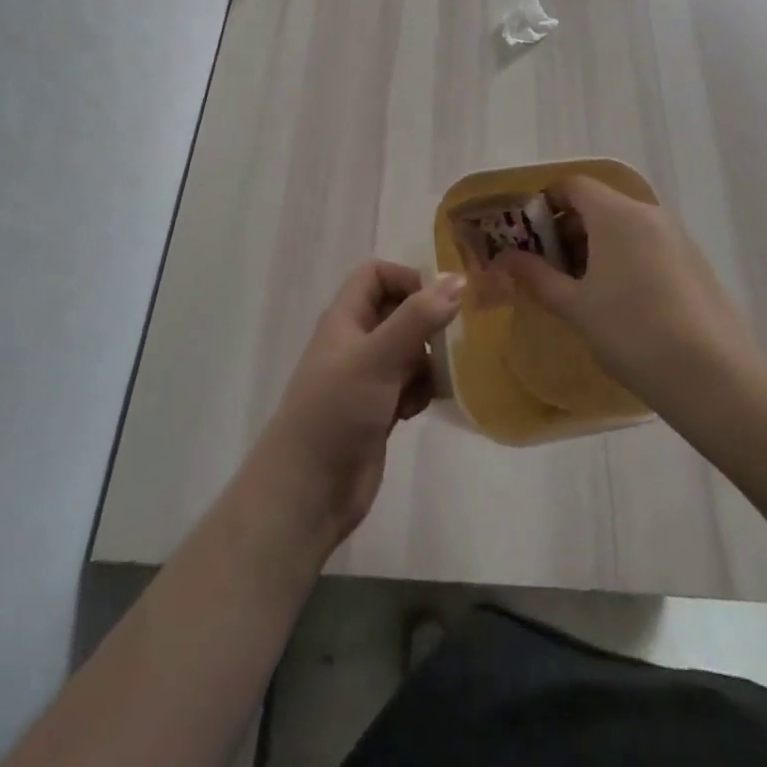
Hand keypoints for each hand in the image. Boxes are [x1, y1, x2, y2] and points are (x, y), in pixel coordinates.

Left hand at [252, 261, 463, 550]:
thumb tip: (458, 280)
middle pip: (398, 311)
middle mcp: (356, 342)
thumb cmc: (336, 412)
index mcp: (345, 319)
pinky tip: (422, 407)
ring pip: (409, 350)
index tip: (441, 300)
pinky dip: (422, 390)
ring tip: (440, 378)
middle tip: (457, 337)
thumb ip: (417, 318)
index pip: (377, 275)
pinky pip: (410, 385)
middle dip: (427, 321)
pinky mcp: (379, 410)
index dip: (408, 279)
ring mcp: (367, 378)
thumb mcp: (377, 358)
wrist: (308, 492)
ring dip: (429, 360)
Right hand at [491, 177, 756, 410]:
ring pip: (623, 226)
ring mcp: (676, 236)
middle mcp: (648, 213)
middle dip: (568, 230)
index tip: (528, 237)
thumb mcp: (574, 306)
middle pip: (598, 204)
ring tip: (581, 290)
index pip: (573, 185)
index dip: (545, 204)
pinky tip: (619, 302)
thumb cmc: (632, 332)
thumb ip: (536, 276)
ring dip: (596, 246)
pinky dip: (624, 258)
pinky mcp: (694, 262)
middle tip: (548, 269)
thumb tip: (503, 259)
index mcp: (616, 214)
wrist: (713, 377)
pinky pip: (647, 244)